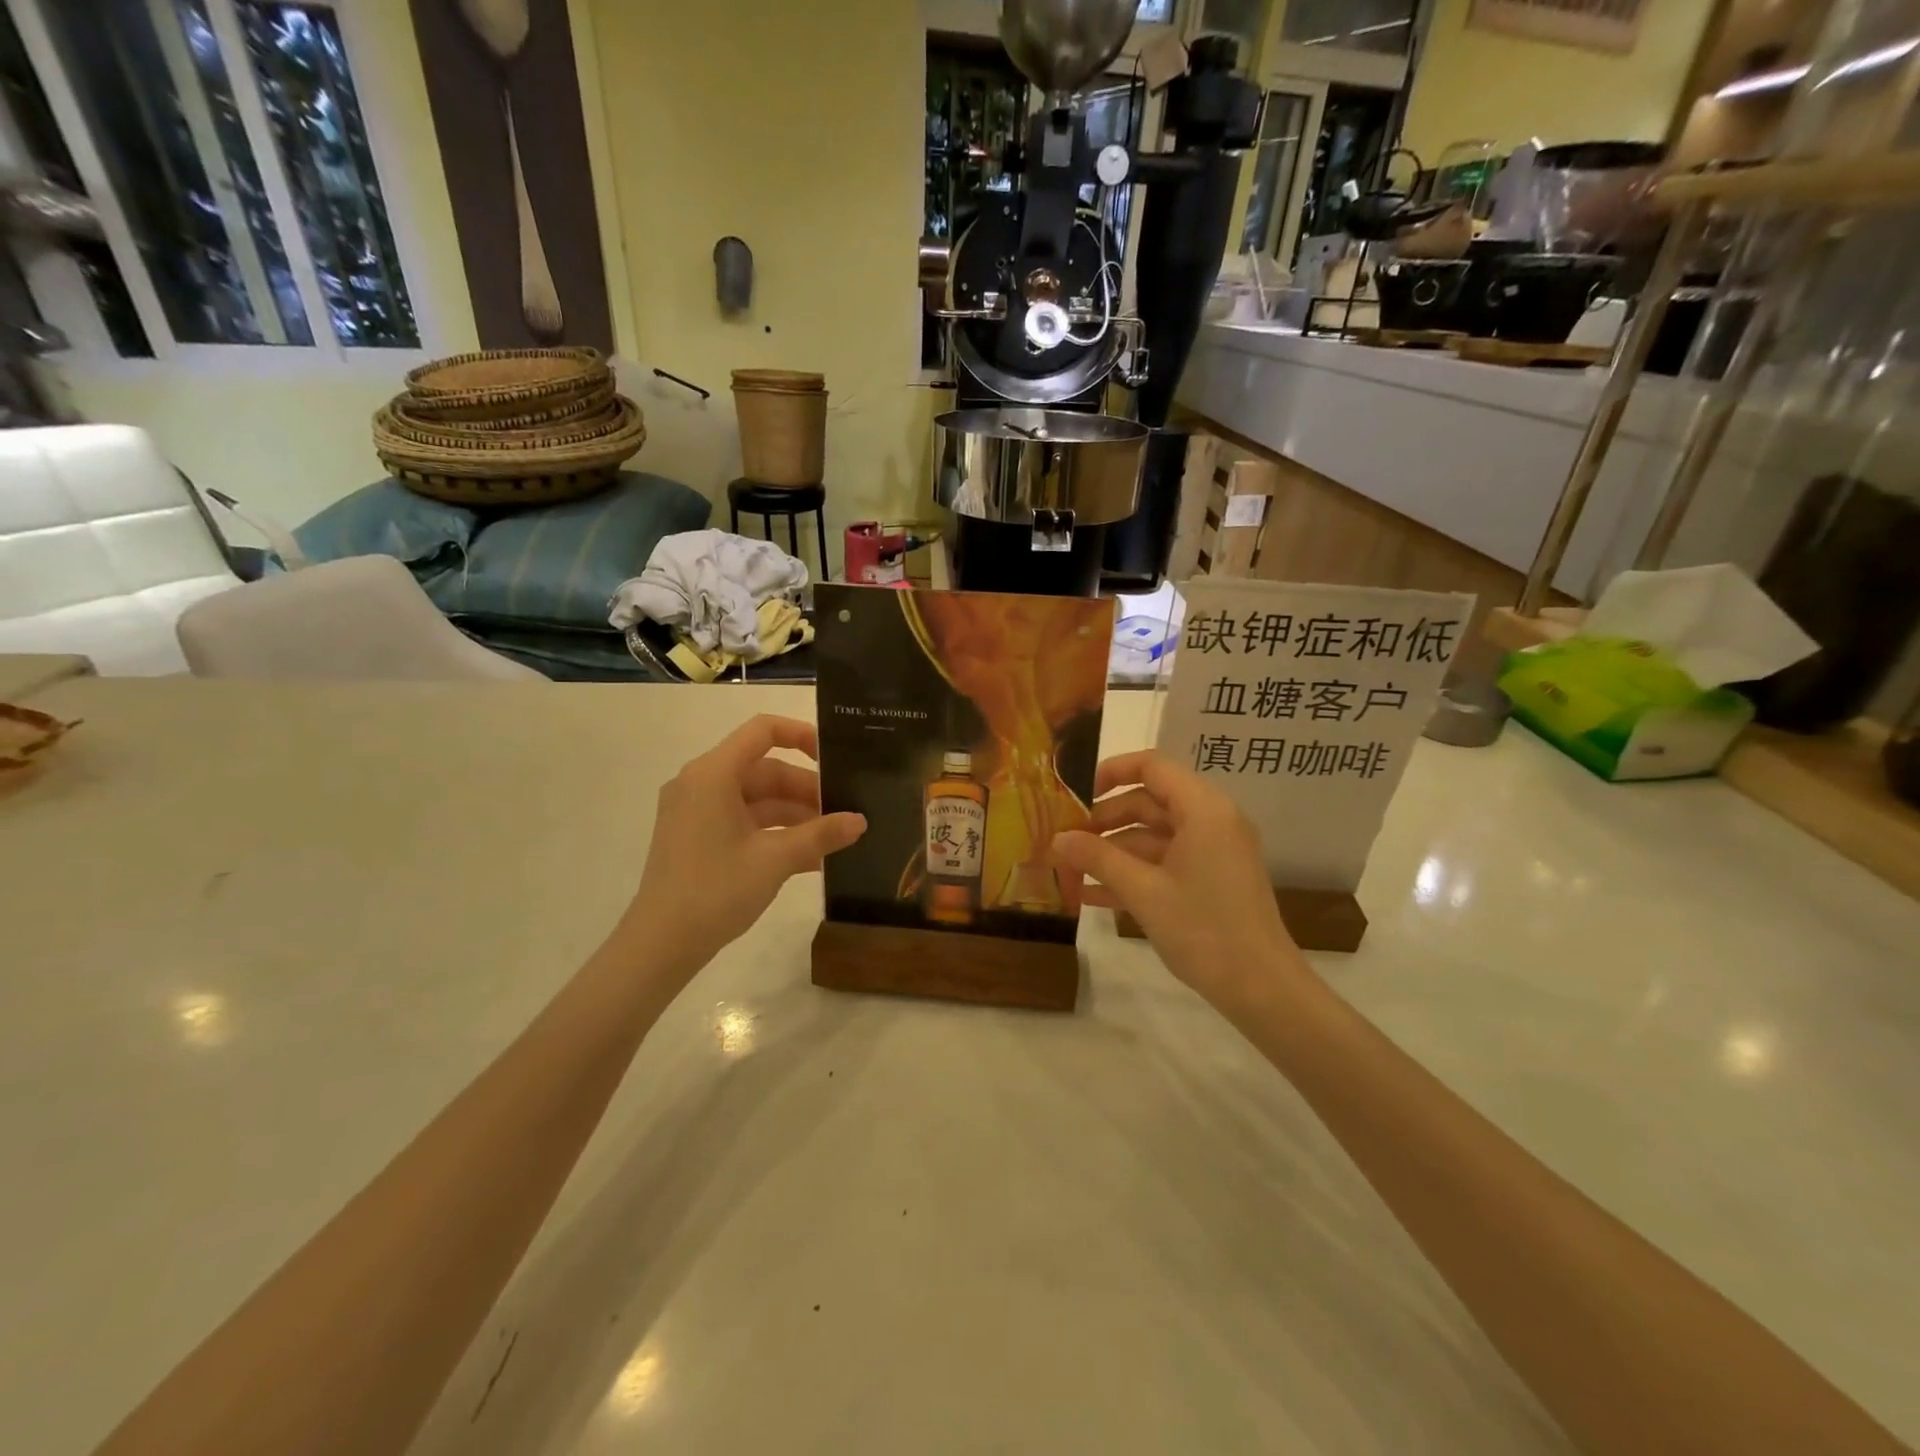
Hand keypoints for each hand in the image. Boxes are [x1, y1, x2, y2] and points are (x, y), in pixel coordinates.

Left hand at [620, 715, 864, 977]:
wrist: (661, 944)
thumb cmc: (715, 889)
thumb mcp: (775, 859)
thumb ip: (821, 834)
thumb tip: (861, 821)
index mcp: (713, 774)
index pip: (763, 731)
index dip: (802, 735)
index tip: (835, 757)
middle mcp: (701, 784)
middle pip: (764, 770)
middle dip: (806, 790)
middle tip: (844, 812)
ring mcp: (697, 812)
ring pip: (757, 799)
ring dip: (795, 816)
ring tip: (834, 839)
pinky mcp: (697, 838)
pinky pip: (744, 822)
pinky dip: (775, 833)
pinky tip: (810, 859)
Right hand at [1052, 751, 1308, 1014]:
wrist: (1261, 988)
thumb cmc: (1203, 929)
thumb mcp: (1143, 891)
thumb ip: (1098, 858)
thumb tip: (1057, 838)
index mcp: (1203, 809)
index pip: (1152, 767)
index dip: (1111, 773)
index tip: (1075, 795)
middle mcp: (1212, 820)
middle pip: (1149, 802)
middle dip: (1104, 820)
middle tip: (1066, 840)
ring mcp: (1213, 851)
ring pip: (1153, 835)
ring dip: (1113, 850)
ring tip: (1071, 869)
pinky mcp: (1211, 879)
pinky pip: (1166, 861)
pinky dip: (1133, 871)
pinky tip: (1093, 895)